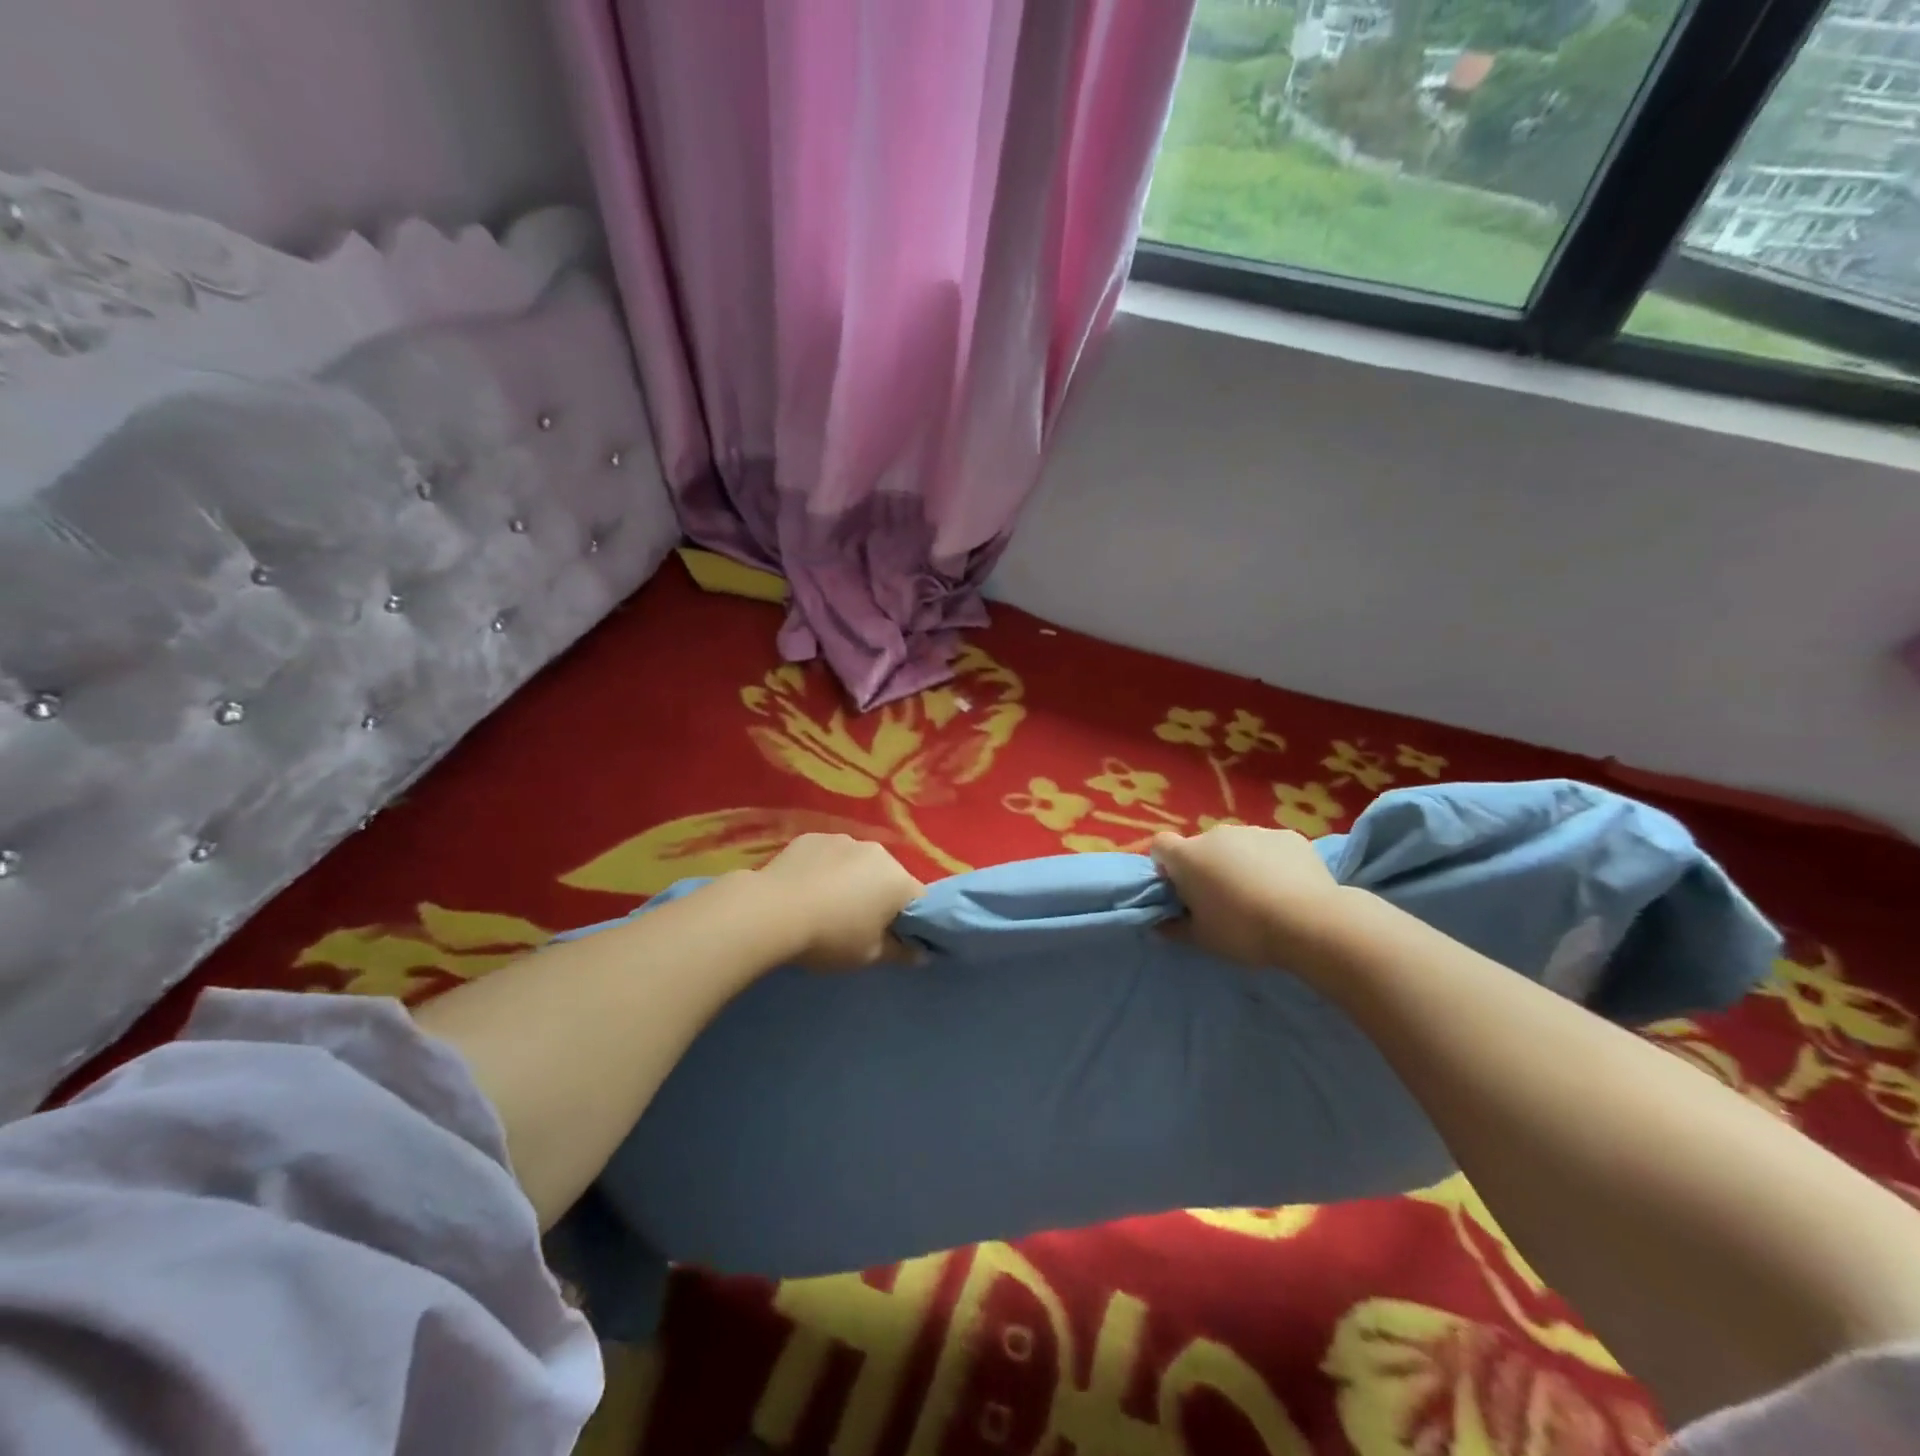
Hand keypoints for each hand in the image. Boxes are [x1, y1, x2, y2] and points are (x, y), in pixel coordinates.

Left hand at [755, 834, 925, 969]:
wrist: (772, 911)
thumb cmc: (830, 937)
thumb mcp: (869, 955)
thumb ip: (900, 953)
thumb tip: (921, 954)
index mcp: (898, 880)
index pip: (919, 901)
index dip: (910, 921)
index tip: (893, 938)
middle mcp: (877, 852)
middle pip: (888, 877)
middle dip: (879, 897)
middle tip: (858, 924)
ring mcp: (843, 839)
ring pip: (857, 863)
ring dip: (851, 880)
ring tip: (826, 905)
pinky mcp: (812, 837)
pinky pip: (828, 855)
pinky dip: (824, 869)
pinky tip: (804, 890)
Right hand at [1150, 824, 1348, 969]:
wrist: (1310, 922)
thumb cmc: (1243, 930)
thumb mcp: (1201, 939)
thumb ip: (1174, 928)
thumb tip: (1159, 924)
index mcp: (1187, 856)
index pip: (1160, 846)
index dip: (1166, 866)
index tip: (1181, 890)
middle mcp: (1216, 834)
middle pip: (1201, 847)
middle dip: (1206, 868)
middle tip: (1223, 900)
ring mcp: (1254, 831)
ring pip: (1237, 846)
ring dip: (1239, 863)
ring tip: (1261, 896)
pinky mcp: (1288, 836)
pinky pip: (1270, 847)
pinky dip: (1273, 862)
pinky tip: (1288, 888)